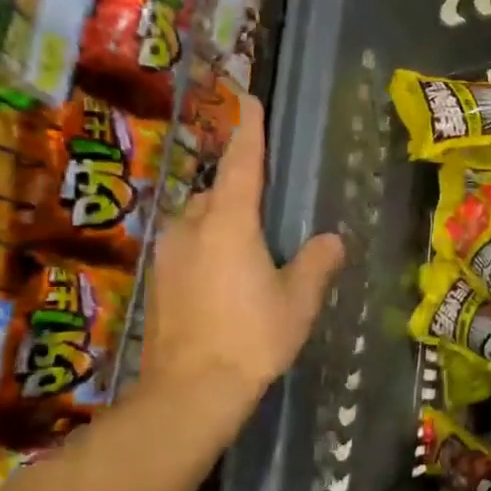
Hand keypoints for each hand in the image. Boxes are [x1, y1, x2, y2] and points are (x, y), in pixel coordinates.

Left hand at [144, 93, 344, 404]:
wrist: (190, 390)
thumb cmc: (252, 337)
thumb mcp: (299, 300)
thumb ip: (318, 263)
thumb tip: (331, 240)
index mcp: (229, 224)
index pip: (243, 165)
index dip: (249, 132)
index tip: (250, 100)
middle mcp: (192, 228)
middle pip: (217, 193)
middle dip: (240, 190)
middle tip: (270, 207)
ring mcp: (168, 254)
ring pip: (200, 220)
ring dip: (224, 221)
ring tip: (253, 247)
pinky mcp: (159, 281)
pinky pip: (190, 246)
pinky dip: (210, 247)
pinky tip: (229, 276)